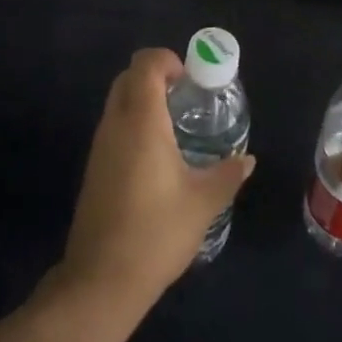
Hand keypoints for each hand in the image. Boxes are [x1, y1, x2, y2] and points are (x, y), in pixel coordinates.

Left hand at [57, 48, 254, 310]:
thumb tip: (247, 159)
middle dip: (155, 76)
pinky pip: (113, 126)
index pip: (145, 63)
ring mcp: (100, 146)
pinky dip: (133, 123)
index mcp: (141, 120)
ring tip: (175, 127)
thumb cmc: (156, 232)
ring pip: (118, 101)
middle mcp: (116, 123)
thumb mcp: (203, 202)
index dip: (167, 60)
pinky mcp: (94, 167)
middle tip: (185, 97)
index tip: (190, 80)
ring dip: (143, 100)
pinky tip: (156, 156)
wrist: (101, 281)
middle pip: (128, 77)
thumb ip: (227, 174)